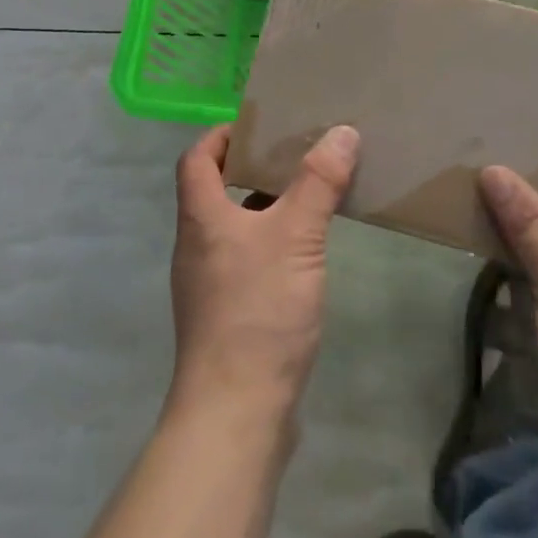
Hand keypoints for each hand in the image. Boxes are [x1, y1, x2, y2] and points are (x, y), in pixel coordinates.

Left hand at [167, 123, 359, 423]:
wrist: (236, 413)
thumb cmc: (258, 311)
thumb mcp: (295, 236)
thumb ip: (318, 182)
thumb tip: (341, 132)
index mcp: (200, 218)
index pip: (196, 158)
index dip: (221, 134)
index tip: (259, 125)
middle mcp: (196, 246)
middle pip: (215, 191)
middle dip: (252, 168)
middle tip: (297, 154)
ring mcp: (208, 285)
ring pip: (235, 228)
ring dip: (266, 208)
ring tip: (309, 196)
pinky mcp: (227, 316)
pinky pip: (247, 261)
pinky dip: (272, 245)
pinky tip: (306, 255)